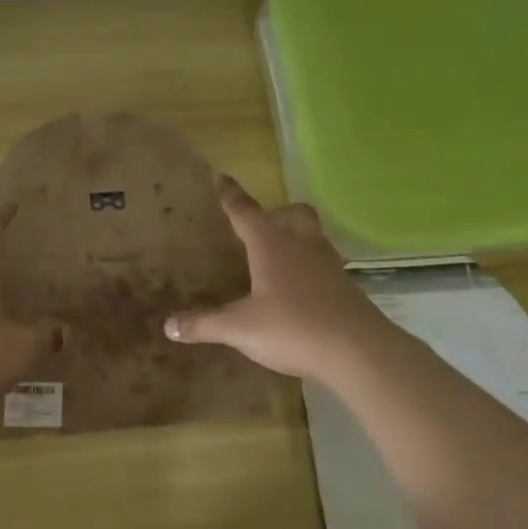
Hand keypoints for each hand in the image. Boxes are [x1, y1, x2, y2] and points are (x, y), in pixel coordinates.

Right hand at [163, 176, 381, 380]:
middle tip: (260, 227)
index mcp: (271, 246)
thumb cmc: (293, 328)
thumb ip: (204, 324)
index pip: (245, 211)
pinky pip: (324, 265)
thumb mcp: (240, 329)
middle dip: (276, 213)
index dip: (230, 195)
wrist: (359, 352)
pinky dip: (309, 268)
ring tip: (279, 258)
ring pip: (313, 237)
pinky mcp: (346, 288)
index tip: (220, 177)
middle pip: (293, 214)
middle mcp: (302, 246)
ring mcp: (329, 265)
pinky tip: (299, 291)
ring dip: (296, 239)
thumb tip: (168, 326)